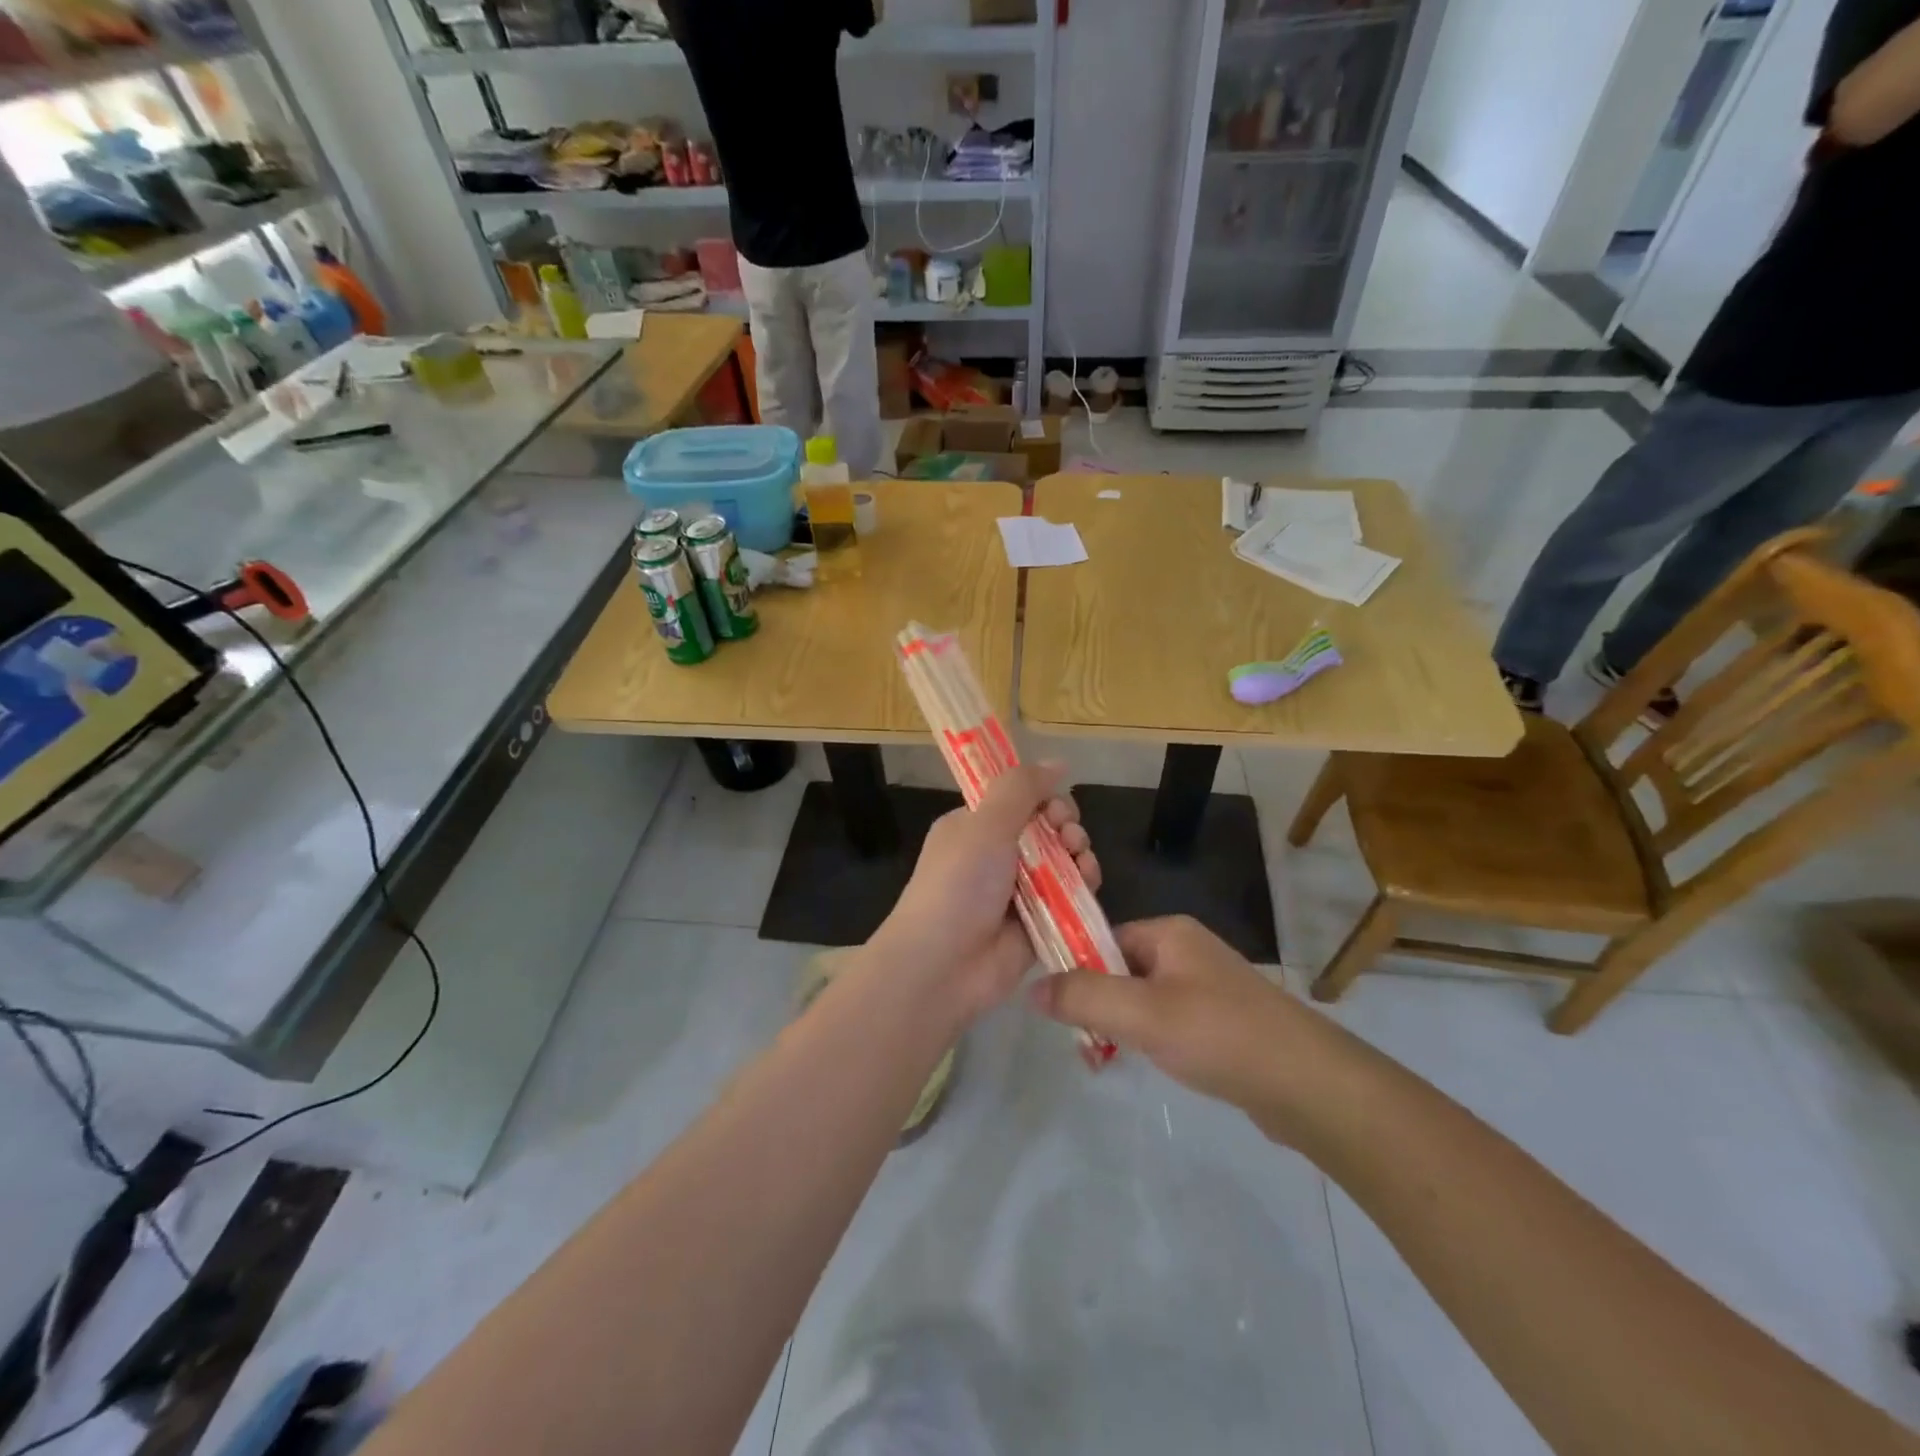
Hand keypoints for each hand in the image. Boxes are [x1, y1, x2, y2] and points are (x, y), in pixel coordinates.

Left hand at [873, 762, 1099, 1026]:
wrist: (942, 965)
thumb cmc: (959, 884)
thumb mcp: (985, 824)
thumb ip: (1020, 788)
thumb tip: (1057, 762)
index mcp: (973, 828)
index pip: (1018, 801)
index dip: (1043, 798)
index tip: (1054, 806)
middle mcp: (995, 856)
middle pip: (1046, 830)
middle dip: (1065, 826)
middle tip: (1068, 835)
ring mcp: (1018, 892)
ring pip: (1063, 862)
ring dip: (1079, 854)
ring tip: (1080, 860)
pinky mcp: (1039, 924)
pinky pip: (1070, 897)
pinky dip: (1083, 885)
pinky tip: (1089, 882)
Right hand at [1028, 916, 1343, 1139]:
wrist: (1309, 1085)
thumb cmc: (1220, 1035)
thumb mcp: (1142, 1014)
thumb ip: (1084, 998)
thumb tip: (1031, 988)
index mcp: (1170, 932)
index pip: (1103, 938)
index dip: (1076, 968)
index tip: (1058, 1009)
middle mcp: (1187, 950)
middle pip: (1120, 969)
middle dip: (1098, 1005)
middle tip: (1085, 1044)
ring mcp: (1207, 986)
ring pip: (1143, 999)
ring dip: (1121, 1026)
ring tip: (1107, 1060)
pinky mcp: (1221, 1021)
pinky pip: (1168, 1021)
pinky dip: (1151, 1040)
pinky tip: (1148, 1065)